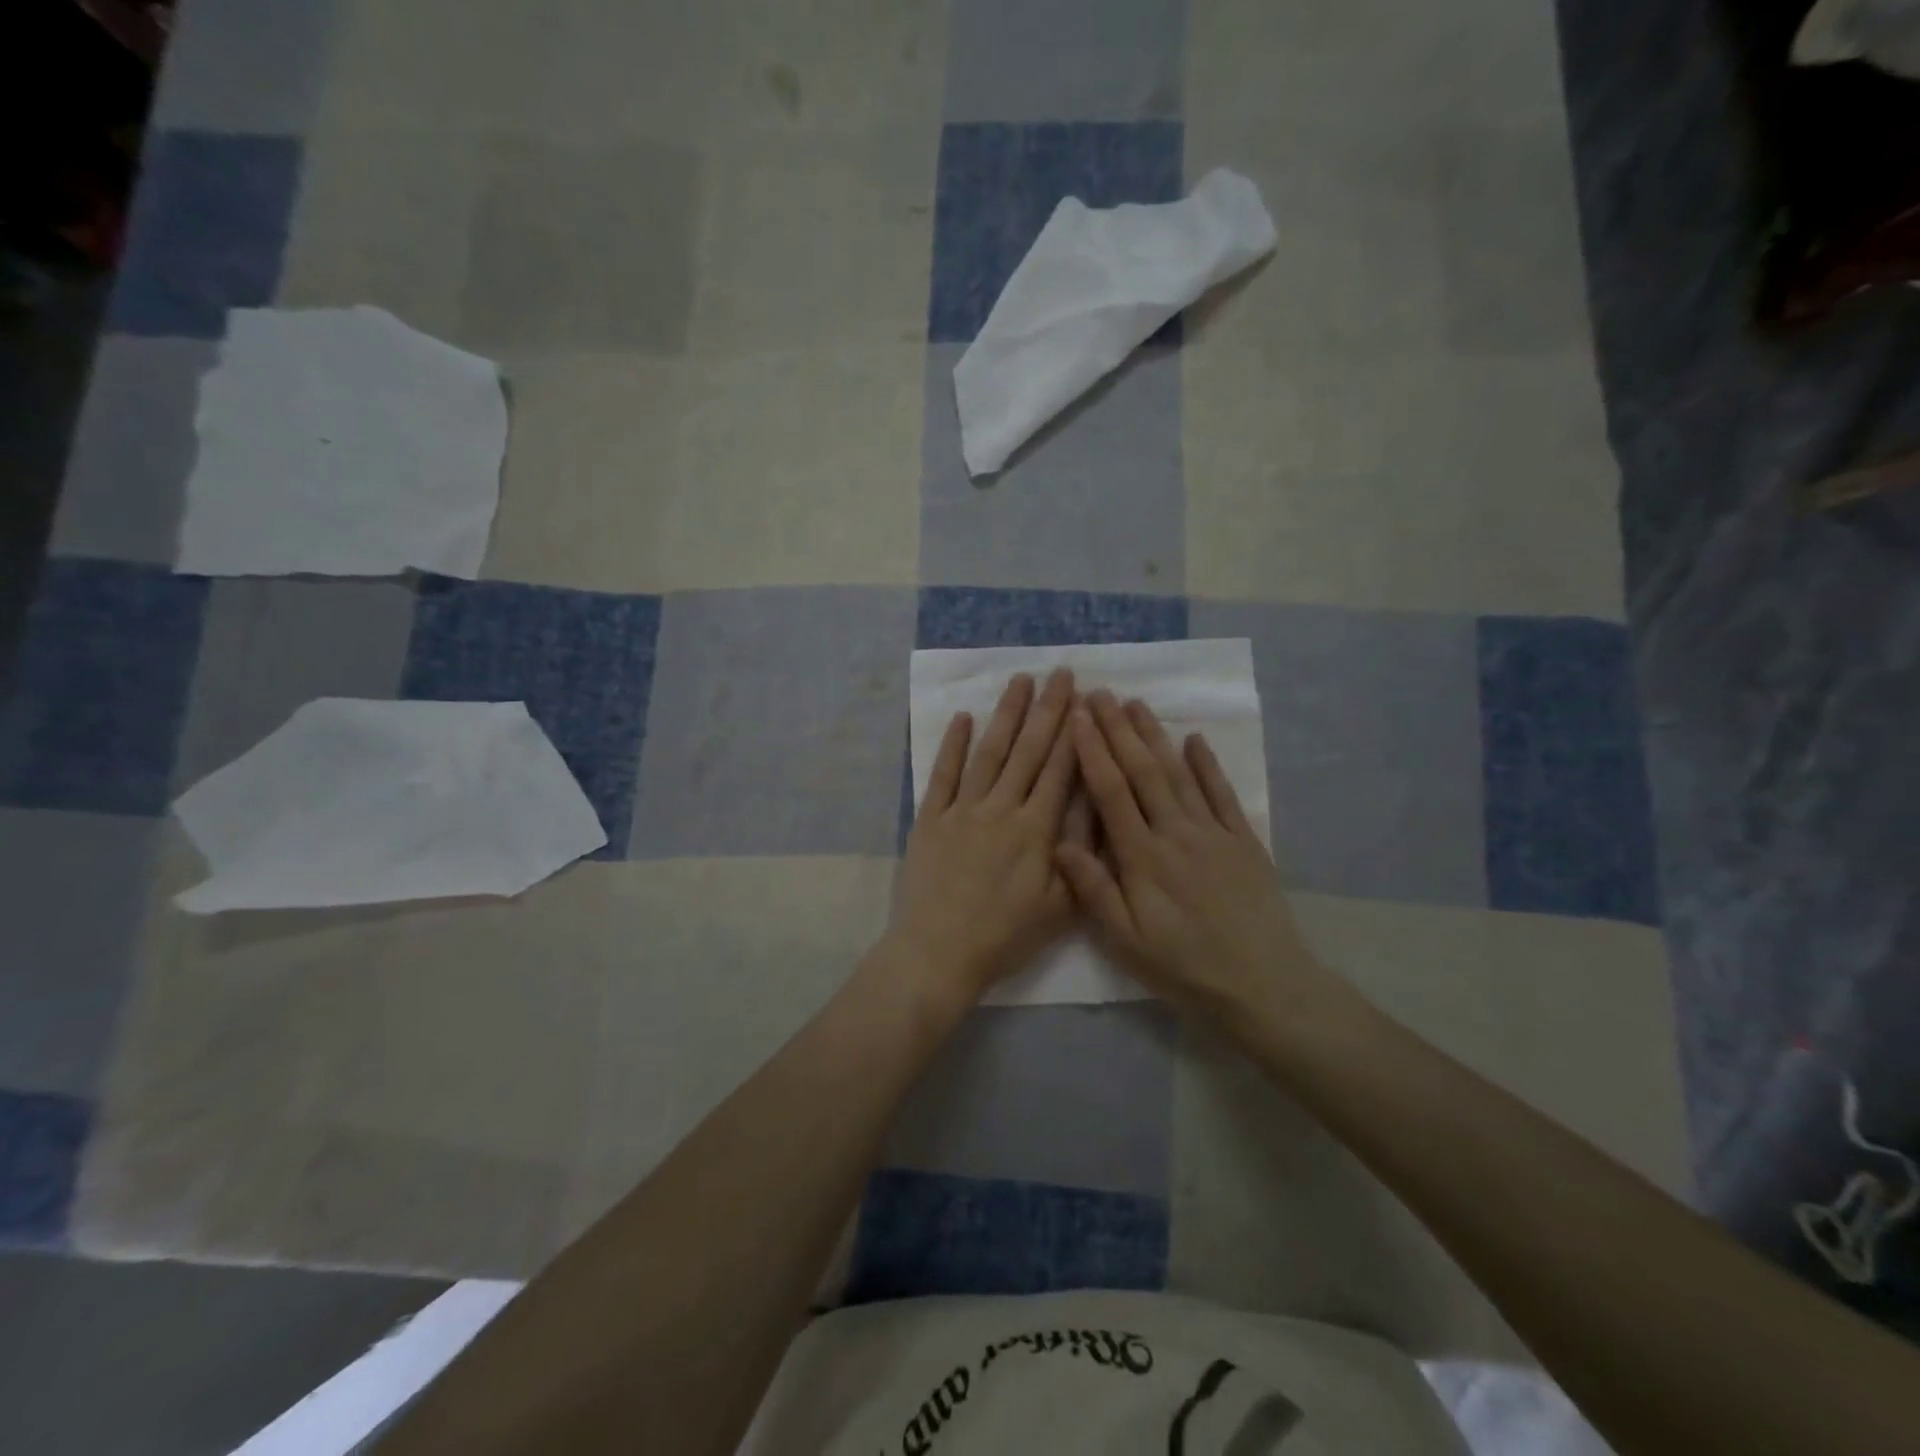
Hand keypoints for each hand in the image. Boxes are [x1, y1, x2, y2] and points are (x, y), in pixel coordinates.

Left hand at [885, 669, 1082, 1005]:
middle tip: (1060, 673)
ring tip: (1019, 680)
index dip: (1075, 732)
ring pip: (989, 753)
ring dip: (1005, 714)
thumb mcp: (1061, 907)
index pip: (1060, 770)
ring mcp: (962, 810)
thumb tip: (1099, 810)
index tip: (1086, 698)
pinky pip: (943, 774)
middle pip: (1028, 750)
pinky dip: (952, 745)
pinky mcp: (931, 819)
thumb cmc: (1005, 936)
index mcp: (1036, 830)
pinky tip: (963, 717)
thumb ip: (1082, 856)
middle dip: (1048, 709)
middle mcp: (1001, 809)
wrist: (939, 953)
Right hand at [1057, 691, 1340, 1033]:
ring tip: (1136, 704)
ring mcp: (1214, 833)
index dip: (1092, 751)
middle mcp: (1177, 833)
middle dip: (1118, 729)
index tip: (1076, 717)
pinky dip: (1208, 764)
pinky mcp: (1244, 841)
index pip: (1111, 792)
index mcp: (1143, 857)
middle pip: (1143, 771)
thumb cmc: (1184, 967)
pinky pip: (1223, 793)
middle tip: (1099, 693)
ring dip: (1155, 736)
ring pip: (1179, 773)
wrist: (1264, 986)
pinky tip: (1195, 739)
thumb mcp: (1127, 941)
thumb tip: (1060, 842)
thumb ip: (1095, 889)